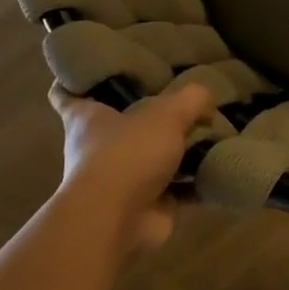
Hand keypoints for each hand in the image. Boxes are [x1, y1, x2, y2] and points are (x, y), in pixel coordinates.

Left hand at [49, 83, 216, 255]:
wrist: (116, 219)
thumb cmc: (128, 154)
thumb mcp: (166, 113)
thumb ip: (191, 100)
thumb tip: (206, 105)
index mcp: (87, 119)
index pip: (67, 95)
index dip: (74, 81)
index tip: (88, 69)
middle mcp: (98, 149)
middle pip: (119, 126)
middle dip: (145, 118)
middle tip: (177, 101)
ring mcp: (120, 180)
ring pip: (150, 159)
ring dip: (177, 152)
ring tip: (213, 135)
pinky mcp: (144, 206)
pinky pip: (176, 189)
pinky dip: (196, 183)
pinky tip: (221, 168)